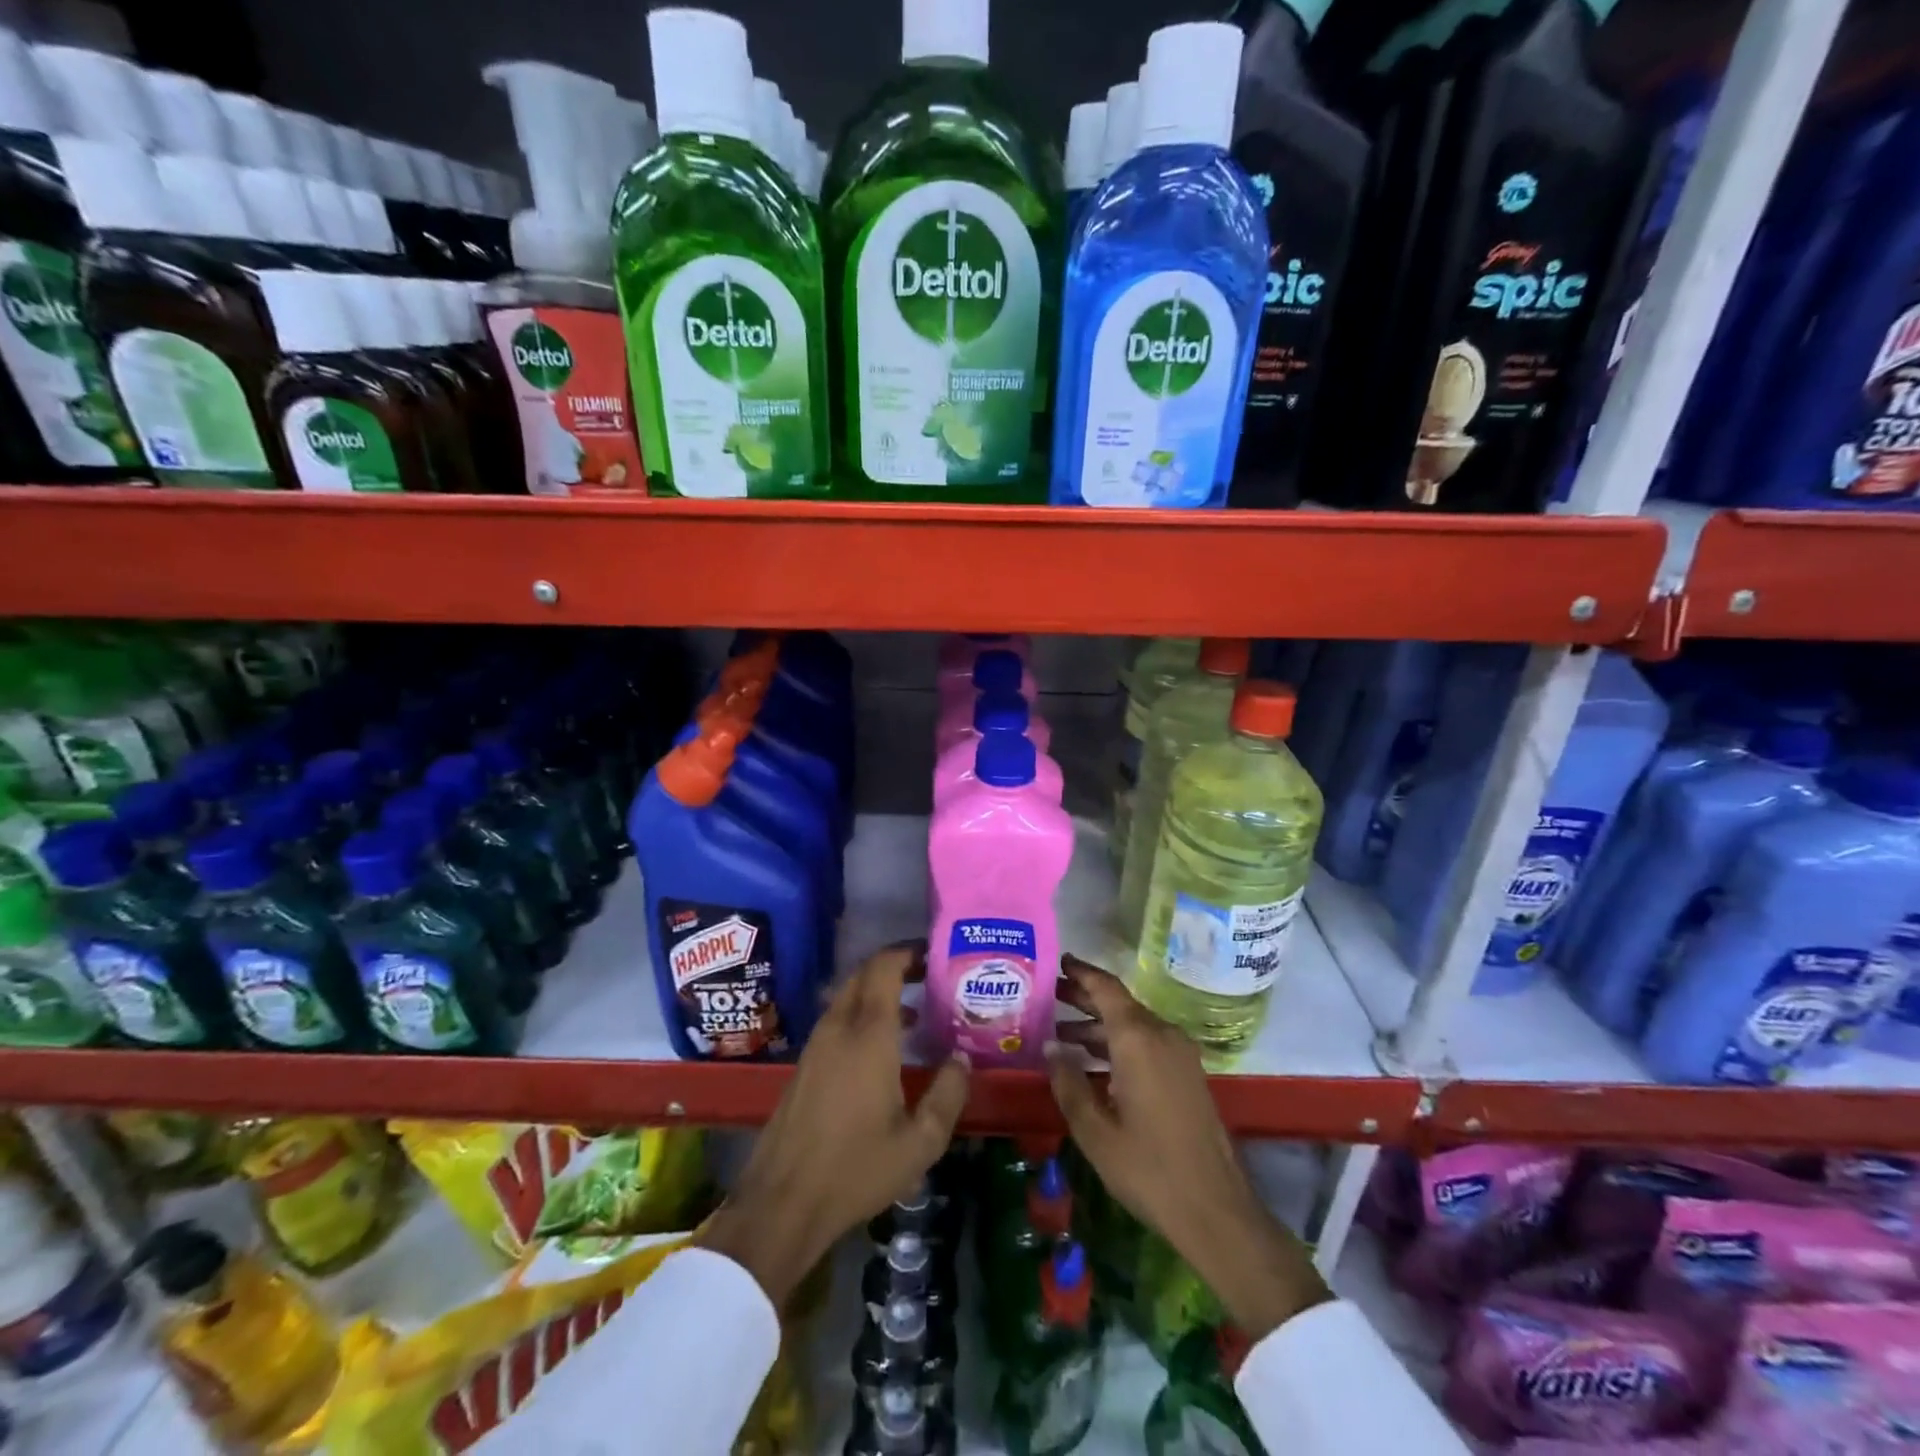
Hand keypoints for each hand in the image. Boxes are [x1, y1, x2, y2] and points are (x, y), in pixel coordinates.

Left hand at [698, 944, 969, 1304]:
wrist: (781, 1202)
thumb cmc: (856, 1169)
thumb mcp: (919, 1143)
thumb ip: (948, 1095)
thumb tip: (962, 1059)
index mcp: (869, 1035)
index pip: (884, 967)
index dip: (908, 951)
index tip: (935, 953)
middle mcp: (839, 1027)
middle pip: (864, 974)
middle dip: (896, 965)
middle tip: (930, 976)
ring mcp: (817, 1043)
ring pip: (848, 995)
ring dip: (878, 991)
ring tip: (915, 1010)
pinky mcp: (805, 1063)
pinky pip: (837, 1018)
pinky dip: (862, 1013)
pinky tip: (882, 1046)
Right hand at [1048, 954, 1330, 1339]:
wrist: (1217, 1211)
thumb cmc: (1148, 1169)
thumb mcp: (1094, 1130)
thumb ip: (1068, 1083)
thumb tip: (1050, 1047)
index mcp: (1138, 1040)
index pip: (1105, 988)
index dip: (1080, 972)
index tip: (1056, 961)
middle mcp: (1162, 1035)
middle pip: (1119, 1003)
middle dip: (1084, 997)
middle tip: (1049, 995)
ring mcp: (1180, 1054)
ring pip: (1133, 1024)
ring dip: (1099, 1025)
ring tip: (1061, 1034)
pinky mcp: (1188, 1074)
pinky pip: (1148, 1043)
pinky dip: (1119, 1043)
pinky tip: (1094, 1063)